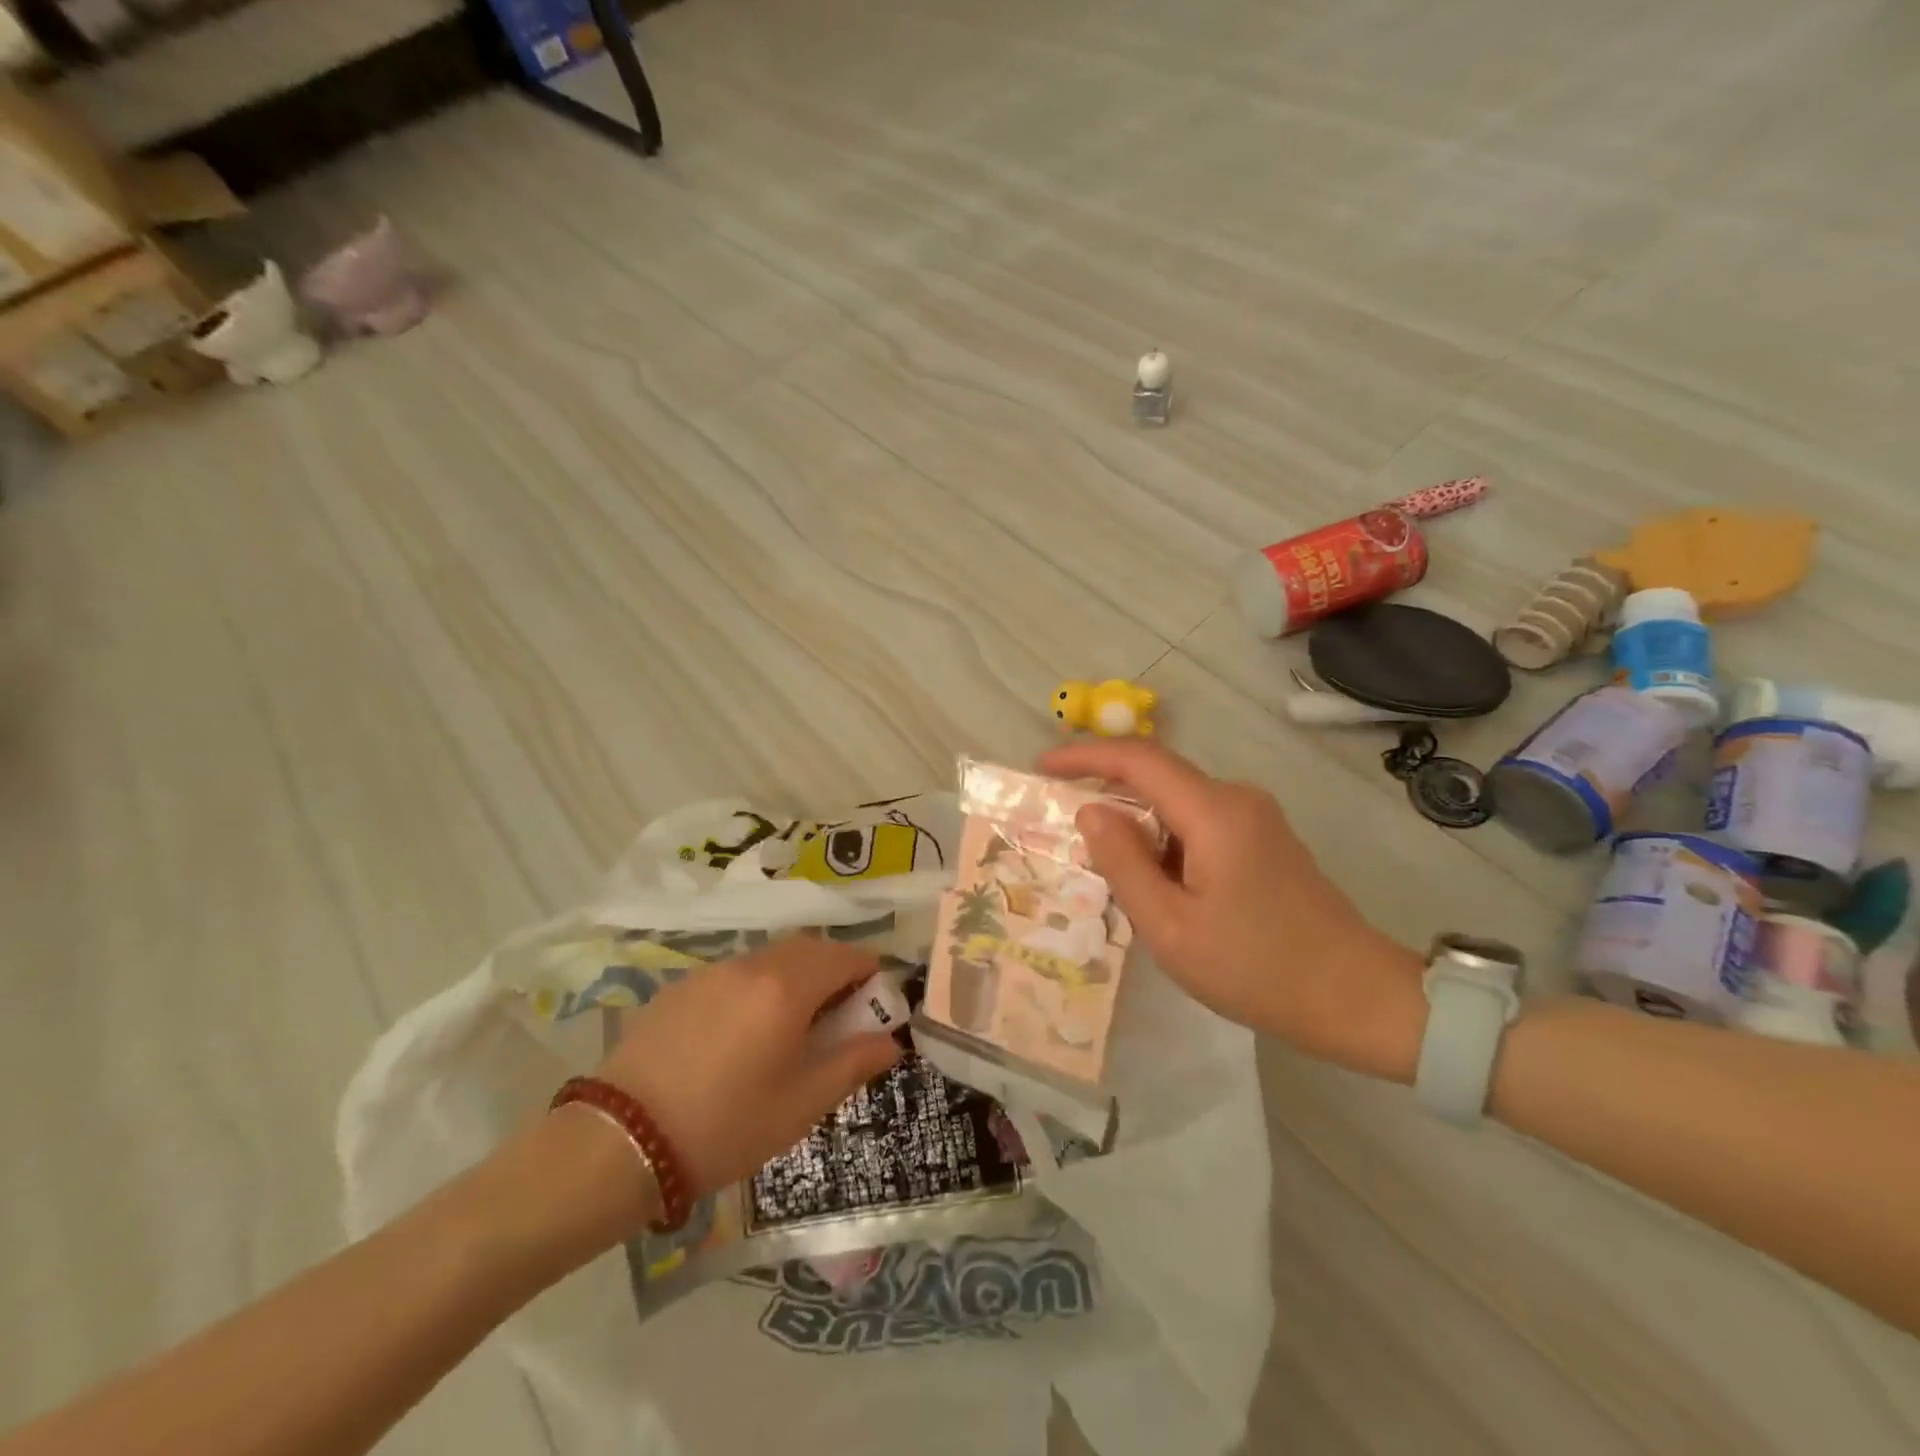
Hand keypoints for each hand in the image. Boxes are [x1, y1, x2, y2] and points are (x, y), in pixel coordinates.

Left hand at [594, 939, 903, 1199]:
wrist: (620, 1142)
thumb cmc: (725, 1126)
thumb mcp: (802, 1104)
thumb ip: (853, 1063)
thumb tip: (891, 1042)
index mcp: (788, 987)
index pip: (847, 956)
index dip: (870, 974)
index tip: (875, 1006)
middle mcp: (752, 964)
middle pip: (809, 948)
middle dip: (835, 970)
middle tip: (839, 1015)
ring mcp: (711, 972)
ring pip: (770, 957)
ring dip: (795, 976)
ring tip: (792, 1025)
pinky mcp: (680, 987)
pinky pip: (735, 973)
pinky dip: (757, 986)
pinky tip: (742, 1032)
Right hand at [1039, 739, 1422, 1075]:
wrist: (1357, 998)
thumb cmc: (1257, 968)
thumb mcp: (1171, 927)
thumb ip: (1124, 864)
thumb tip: (1091, 811)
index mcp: (1214, 813)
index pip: (1139, 759)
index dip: (1085, 756)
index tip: (1042, 768)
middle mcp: (1236, 799)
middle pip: (1157, 775)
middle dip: (1105, 791)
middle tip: (1061, 826)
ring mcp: (1256, 817)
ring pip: (1177, 801)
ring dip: (1135, 823)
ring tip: (1103, 868)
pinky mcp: (1264, 839)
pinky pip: (1198, 822)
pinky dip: (1163, 838)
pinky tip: (1152, 882)